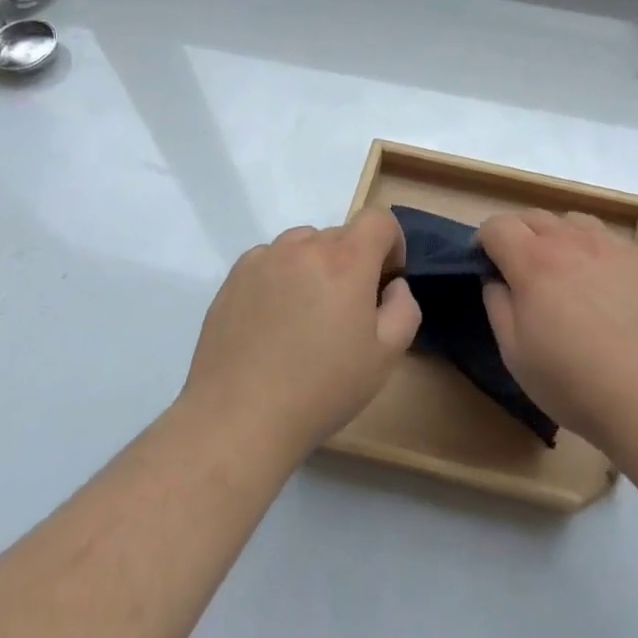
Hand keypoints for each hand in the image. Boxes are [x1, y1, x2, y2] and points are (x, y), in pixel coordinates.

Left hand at [181, 209, 420, 461]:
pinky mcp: (234, 277)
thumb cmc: (322, 388)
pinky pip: (270, 260)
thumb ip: (403, 309)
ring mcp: (264, 259)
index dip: (392, 243)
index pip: (379, 219)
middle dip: (354, 262)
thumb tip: (392, 286)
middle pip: (341, 235)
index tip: (386, 281)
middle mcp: (304, 247)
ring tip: (306, 314)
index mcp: (346, 260)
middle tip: (346, 311)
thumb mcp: (385, 356)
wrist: (239, 418)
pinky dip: (281, 276)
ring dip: (316, 266)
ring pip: (303, 245)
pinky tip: (273, 320)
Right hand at [478, 211, 637, 457]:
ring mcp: (611, 246)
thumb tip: (496, 279)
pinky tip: (600, 284)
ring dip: (556, 237)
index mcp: (533, 261)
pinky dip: (590, 249)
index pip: (497, 225)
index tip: (485, 265)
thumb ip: (497, 305)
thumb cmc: (575, 382)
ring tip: (562, 272)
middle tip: (520, 272)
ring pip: (571, 221)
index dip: (484, 241)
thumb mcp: (515, 354)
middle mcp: (571, 241)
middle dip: (517, 235)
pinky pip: (606, 238)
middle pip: (533, 216)